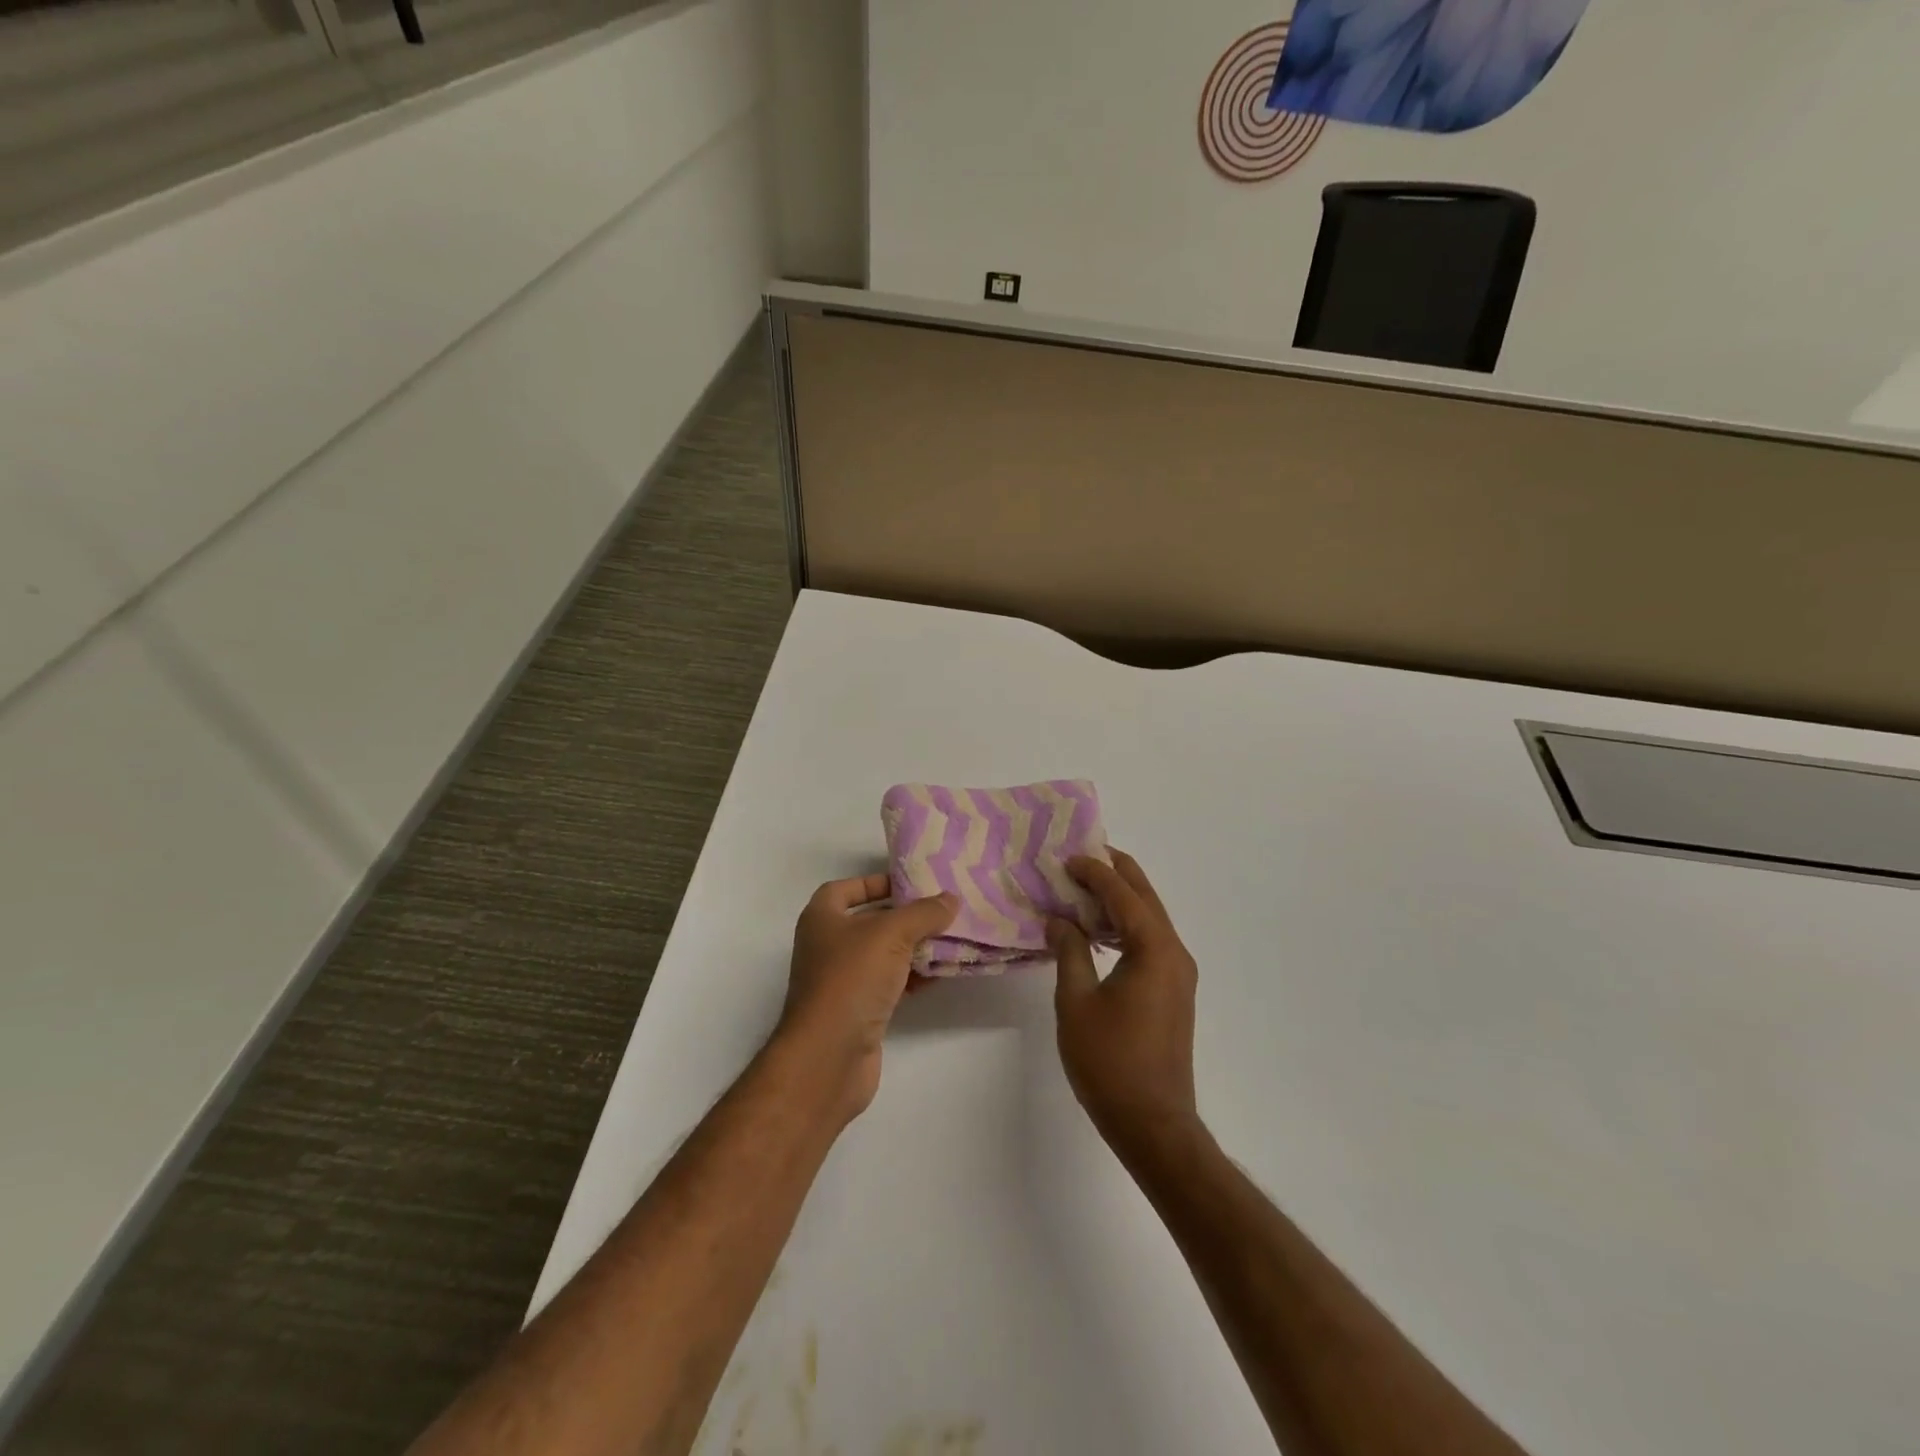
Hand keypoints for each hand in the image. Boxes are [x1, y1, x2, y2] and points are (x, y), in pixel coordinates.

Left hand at [777, 874, 957, 1119]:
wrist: (828, 1056)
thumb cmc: (851, 979)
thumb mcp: (891, 934)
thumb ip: (923, 913)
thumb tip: (950, 899)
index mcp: (822, 918)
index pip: (848, 888)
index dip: (876, 882)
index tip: (911, 884)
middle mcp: (828, 945)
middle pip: (871, 921)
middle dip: (907, 916)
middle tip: (944, 910)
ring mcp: (842, 980)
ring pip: (884, 954)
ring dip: (915, 947)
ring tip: (953, 938)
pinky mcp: (859, 1010)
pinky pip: (890, 983)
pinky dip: (914, 976)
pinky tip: (942, 973)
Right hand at [1047, 851, 1201, 1162]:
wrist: (1153, 1123)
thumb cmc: (1109, 1061)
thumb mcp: (1076, 1001)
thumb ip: (1068, 951)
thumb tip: (1059, 918)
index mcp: (1154, 949)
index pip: (1123, 894)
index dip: (1094, 872)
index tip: (1066, 858)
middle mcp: (1174, 953)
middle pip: (1145, 898)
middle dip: (1115, 873)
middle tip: (1082, 856)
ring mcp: (1179, 973)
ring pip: (1150, 919)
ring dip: (1120, 899)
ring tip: (1084, 887)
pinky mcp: (1174, 991)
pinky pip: (1151, 941)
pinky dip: (1125, 925)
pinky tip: (1098, 931)